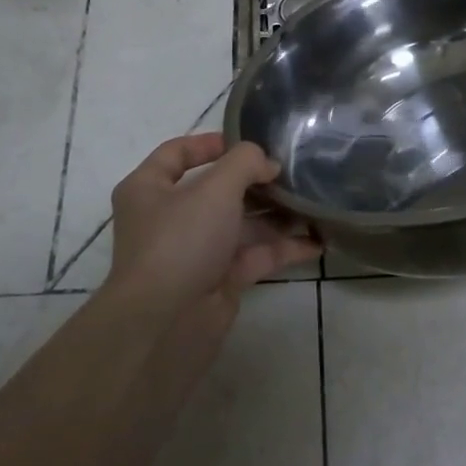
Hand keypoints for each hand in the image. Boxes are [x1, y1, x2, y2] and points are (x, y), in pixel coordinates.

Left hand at [104, 133, 320, 332]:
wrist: (166, 324)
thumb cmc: (181, 241)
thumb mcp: (215, 188)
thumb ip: (245, 163)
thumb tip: (267, 163)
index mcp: (149, 188)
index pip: (177, 153)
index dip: (212, 143)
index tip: (250, 141)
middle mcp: (169, 217)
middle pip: (217, 189)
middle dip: (256, 181)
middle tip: (292, 172)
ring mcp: (194, 251)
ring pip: (240, 224)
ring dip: (275, 214)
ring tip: (312, 202)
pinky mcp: (218, 280)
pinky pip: (254, 255)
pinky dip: (282, 248)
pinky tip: (316, 241)